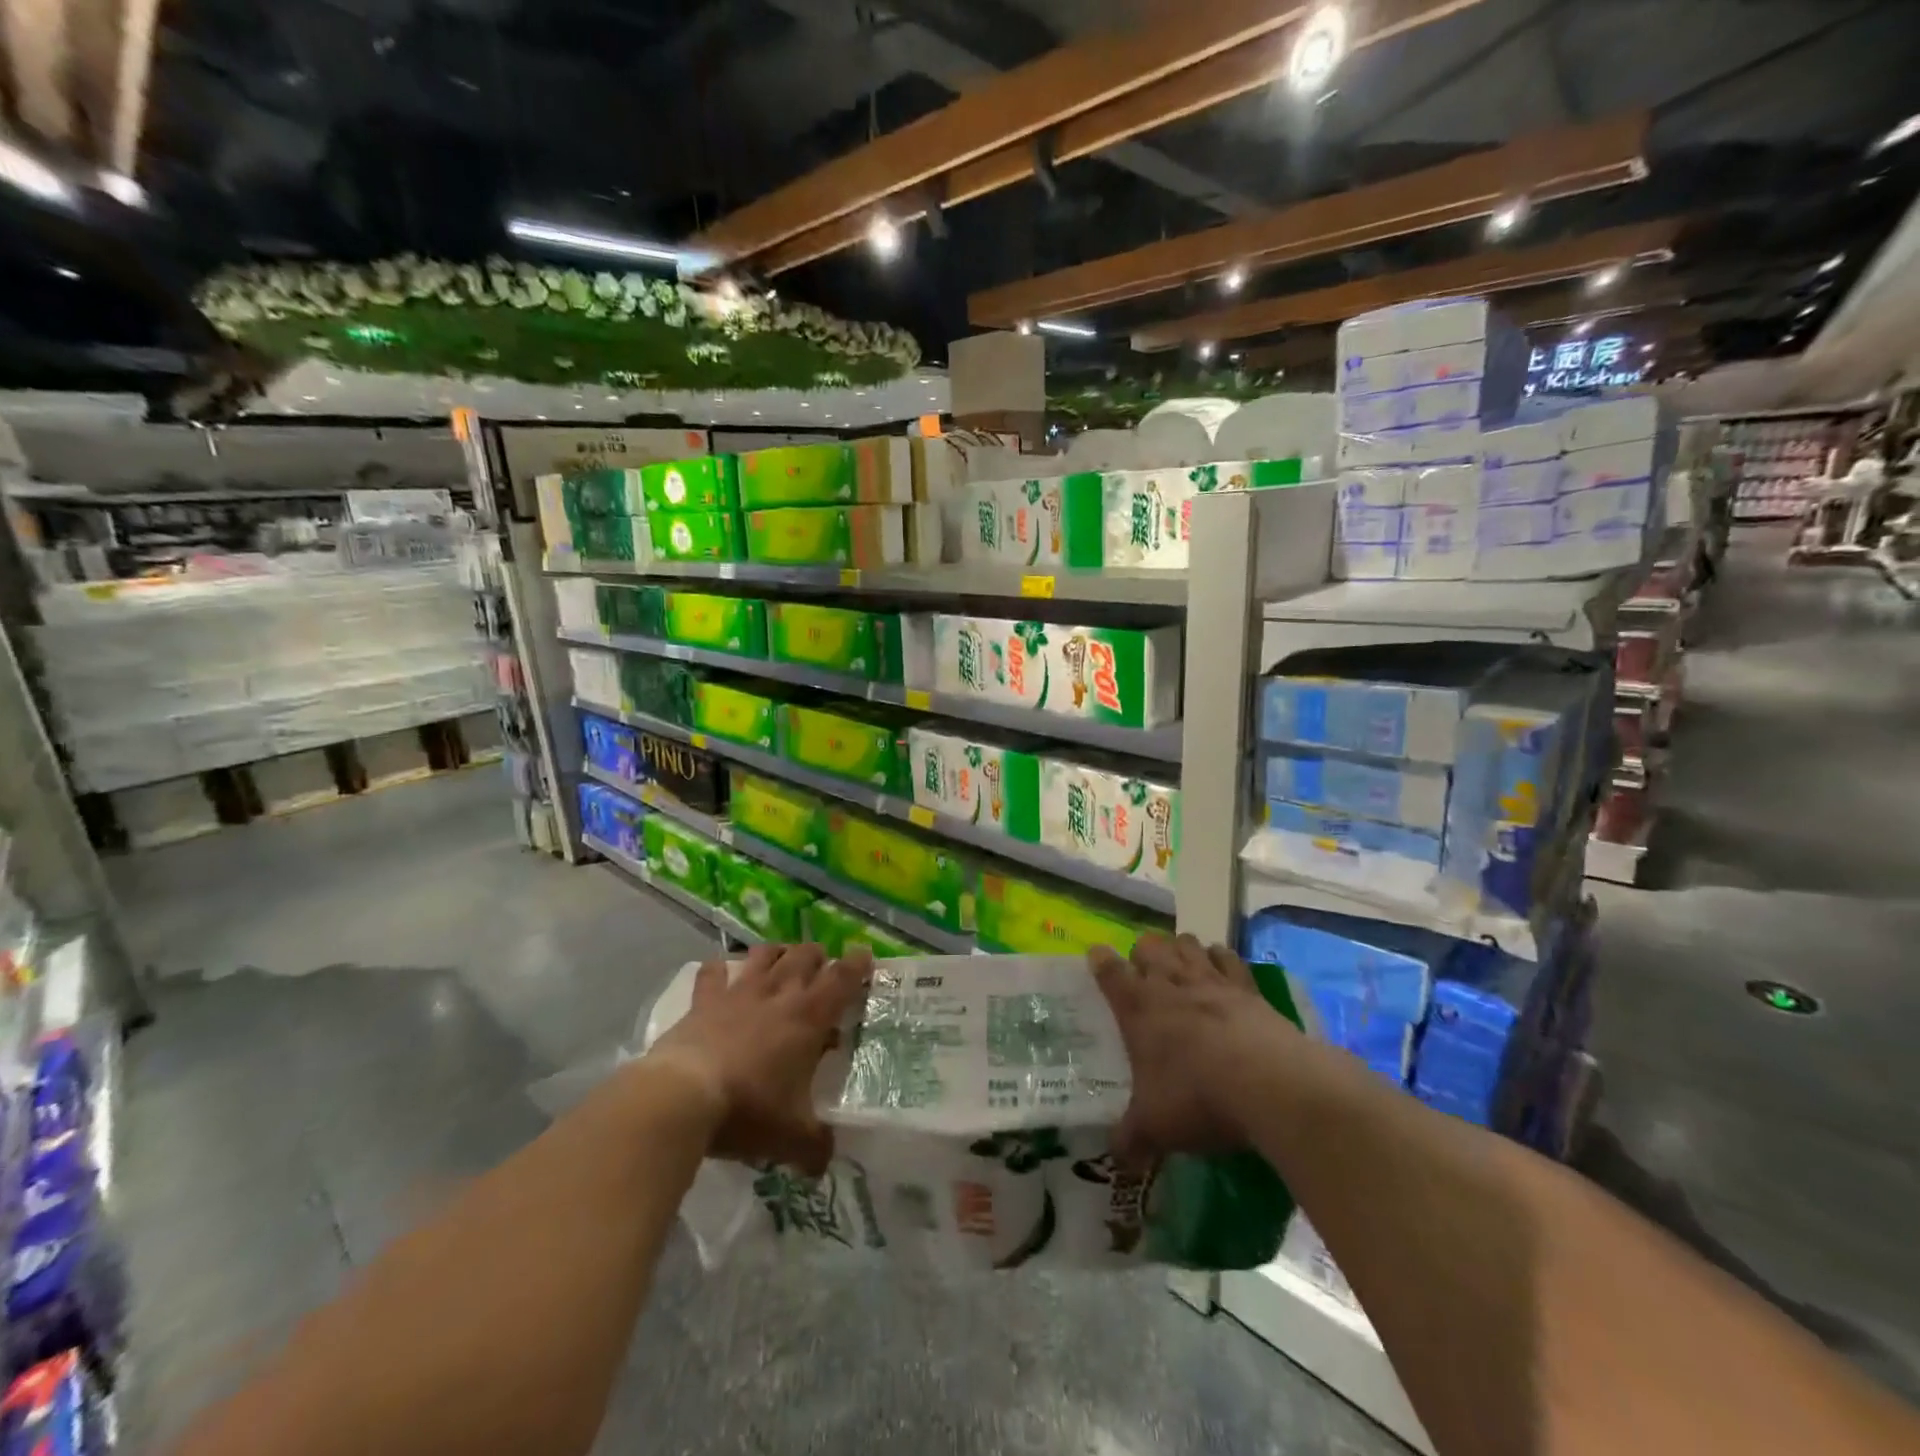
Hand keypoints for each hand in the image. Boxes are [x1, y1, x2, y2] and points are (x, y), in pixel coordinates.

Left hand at [645, 943, 870, 1174]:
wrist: (683, 1096)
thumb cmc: (749, 1109)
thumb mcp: (791, 1137)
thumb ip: (815, 1148)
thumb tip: (825, 1162)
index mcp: (809, 1016)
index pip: (842, 978)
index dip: (857, 964)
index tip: (865, 955)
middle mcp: (779, 993)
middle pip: (805, 956)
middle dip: (818, 956)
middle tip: (823, 967)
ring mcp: (739, 992)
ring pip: (765, 954)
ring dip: (777, 952)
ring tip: (781, 959)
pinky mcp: (704, 1000)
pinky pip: (713, 972)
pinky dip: (719, 969)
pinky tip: (721, 972)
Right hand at [1091, 932, 1293, 1160]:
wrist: (1269, 1085)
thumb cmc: (1197, 1098)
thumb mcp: (1154, 1127)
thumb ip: (1130, 1139)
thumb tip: (1117, 1159)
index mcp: (1138, 1007)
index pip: (1109, 970)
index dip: (1100, 960)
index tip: (1096, 956)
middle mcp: (1170, 984)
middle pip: (1149, 945)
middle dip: (1143, 953)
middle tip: (1144, 975)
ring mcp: (1212, 981)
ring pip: (1187, 944)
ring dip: (1180, 950)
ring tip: (1180, 966)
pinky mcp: (1248, 988)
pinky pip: (1228, 957)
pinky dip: (1220, 958)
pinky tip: (1221, 967)